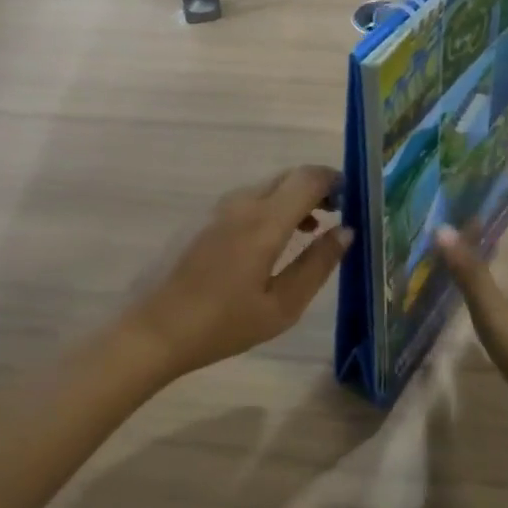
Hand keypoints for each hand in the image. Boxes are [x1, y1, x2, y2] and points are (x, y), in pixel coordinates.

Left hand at [125, 165, 352, 381]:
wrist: (152, 330)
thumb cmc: (222, 324)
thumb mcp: (281, 306)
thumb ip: (317, 265)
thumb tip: (346, 232)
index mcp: (264, 221)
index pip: (309, 178)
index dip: (336, 181)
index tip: (354, 201)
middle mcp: (240, 202)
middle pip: (288, 177)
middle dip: (317, 188)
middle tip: (338, 216)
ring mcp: (216, 208)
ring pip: (266, 187)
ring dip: (292, 199)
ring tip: (310, 231)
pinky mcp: (200, 218)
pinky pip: (246, 200)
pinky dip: (270, 208)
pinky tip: (272, 242)